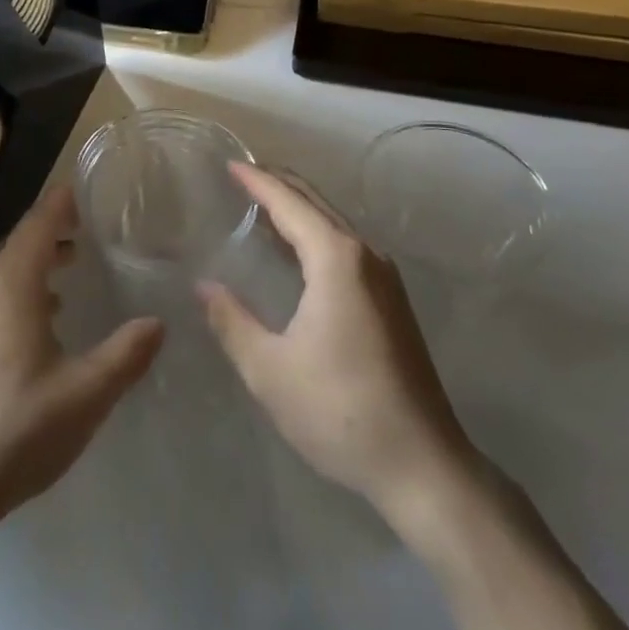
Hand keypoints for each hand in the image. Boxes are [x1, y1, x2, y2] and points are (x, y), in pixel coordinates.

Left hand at [0, 187, 164, 527]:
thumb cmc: (18, 430)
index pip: (38, 224)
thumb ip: (126, 354)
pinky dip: (22, 286)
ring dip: (37, 259)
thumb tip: (159, 321)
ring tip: (70, 264)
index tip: (84, 189)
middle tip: (87, 226)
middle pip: (20, 242)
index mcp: (11, 287)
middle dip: (53, 229)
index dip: (61, 203)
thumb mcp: (86, 394)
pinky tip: (43, 316)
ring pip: (5, 269)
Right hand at [198, 165, 478, 521]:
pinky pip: (345, 247)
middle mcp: (365, 255)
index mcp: (335, 258)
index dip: (257, 181)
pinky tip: (296, 251)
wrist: (424, 465)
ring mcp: (385, 277)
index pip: (289, 203)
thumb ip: (232, 321)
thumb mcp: (269, 369)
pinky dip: (314, 233)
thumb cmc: (340, 411)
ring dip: (298, 209)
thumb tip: (204, 286)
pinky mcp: (392, 301)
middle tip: (242, 175)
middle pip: (315, 203)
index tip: (229, 164)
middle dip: (278, 184)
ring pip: (333, 224)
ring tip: (261, 205)